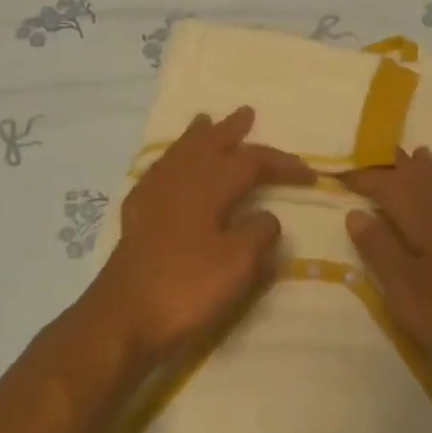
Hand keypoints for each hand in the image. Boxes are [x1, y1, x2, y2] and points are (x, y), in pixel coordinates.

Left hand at [83, 108, 313, 377]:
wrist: (122, 318)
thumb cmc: (185, 289)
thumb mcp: (236, 265)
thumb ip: (258, 234)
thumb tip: (266, 216)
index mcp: (207, 186)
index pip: (250, 162)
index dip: (280, 163)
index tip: (309, 173)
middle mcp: (179, 180)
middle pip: (208, 144)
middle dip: (230, 130)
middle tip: (246, 114)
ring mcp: (153, 195)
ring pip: (180, 153)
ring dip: (198, 137)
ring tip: (205, 122)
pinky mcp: (137, 215)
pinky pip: (159, 171)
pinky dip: (172, 160)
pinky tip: (170, 167)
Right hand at [342, 148, 431, 402]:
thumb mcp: (405, 288)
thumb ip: (379, 248)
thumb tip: (355, 212)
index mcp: (423, 216)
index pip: (386, 184)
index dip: (362, 176)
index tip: (339, 173)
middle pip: (421, 174)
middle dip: (397, 163)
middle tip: (376, 154)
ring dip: (429, 170)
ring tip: (417, 156)